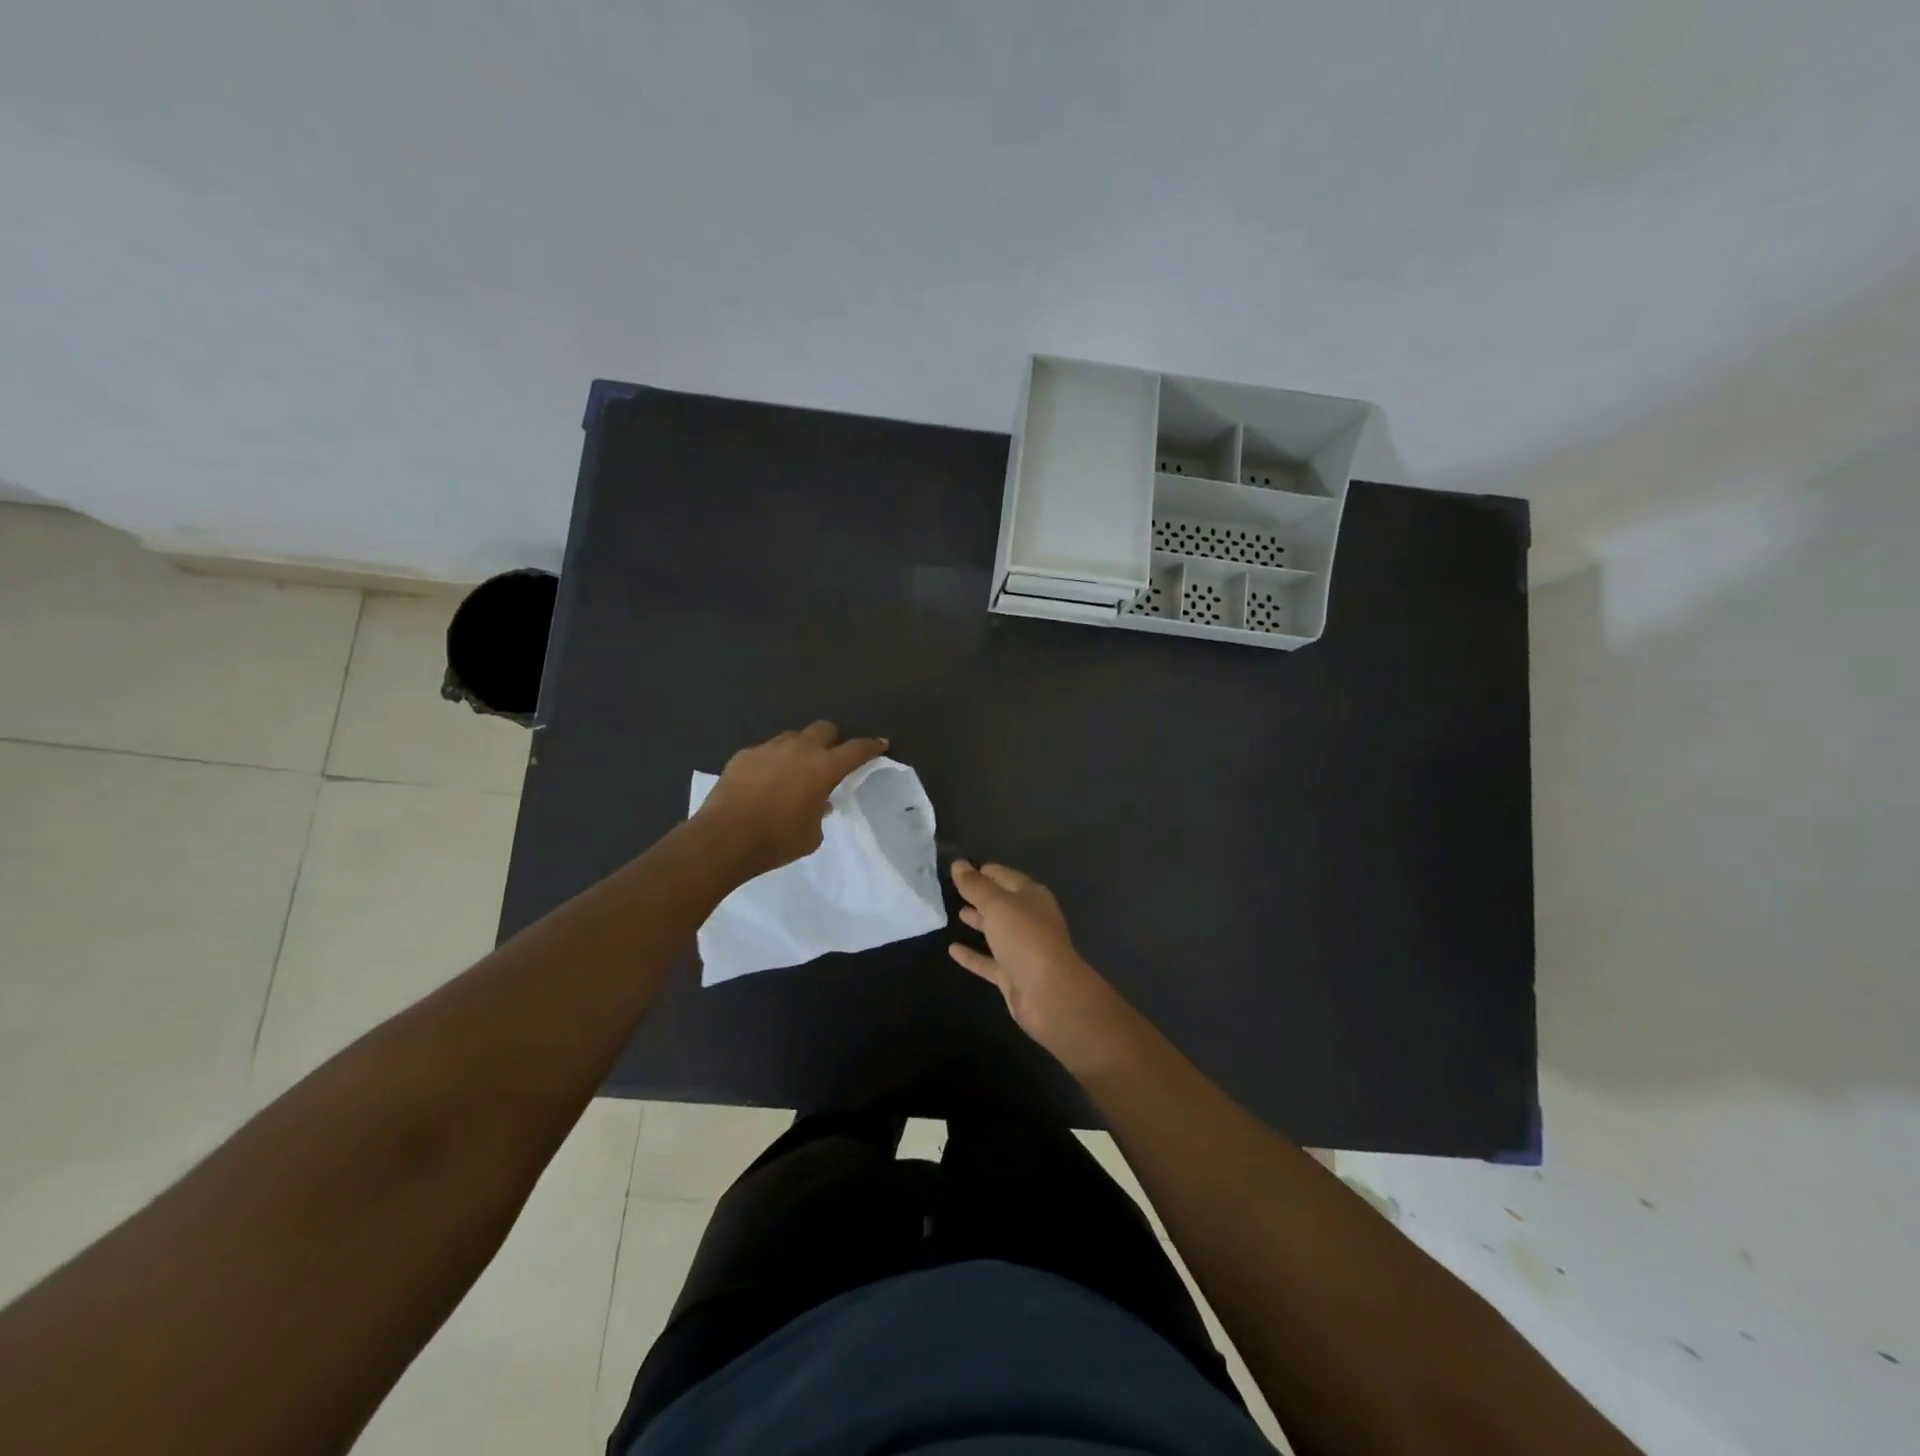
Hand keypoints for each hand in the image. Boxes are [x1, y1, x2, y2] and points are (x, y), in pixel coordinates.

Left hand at [696, 722, 888, 877]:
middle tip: (830, 758)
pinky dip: (771, 761)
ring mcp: (769, 748)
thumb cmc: (777, 840)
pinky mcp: (743, 755)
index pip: (856, 749)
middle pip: (824, 728)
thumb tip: (819, 802)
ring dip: (800, 748)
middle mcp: (799, 749)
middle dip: (832, 740)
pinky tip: (764, 781)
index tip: (880, 744)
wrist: (724, 838)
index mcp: (823, 768)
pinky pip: (765, 751)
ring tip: (794, 769)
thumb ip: (820, 813)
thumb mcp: (811, 835)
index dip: (871, 746)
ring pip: (792, 736)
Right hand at [948, 861, 1138, 1077]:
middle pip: (1003, 903)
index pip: (1006, 876)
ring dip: (980, 922)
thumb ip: (976, 886)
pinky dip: (972, 955)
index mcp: (1032, 897)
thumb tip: (958, 864)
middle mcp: (1029, 920)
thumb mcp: (997, 904)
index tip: (963, 868)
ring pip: (997, 931)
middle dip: (982, 895)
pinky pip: (988, 961)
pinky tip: (952, 950)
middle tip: (957, 888)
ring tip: (957, 913)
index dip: (987, 871)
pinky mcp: (1012, 974)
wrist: (1048, 993)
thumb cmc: (1025, 937)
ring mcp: (1022, 948)